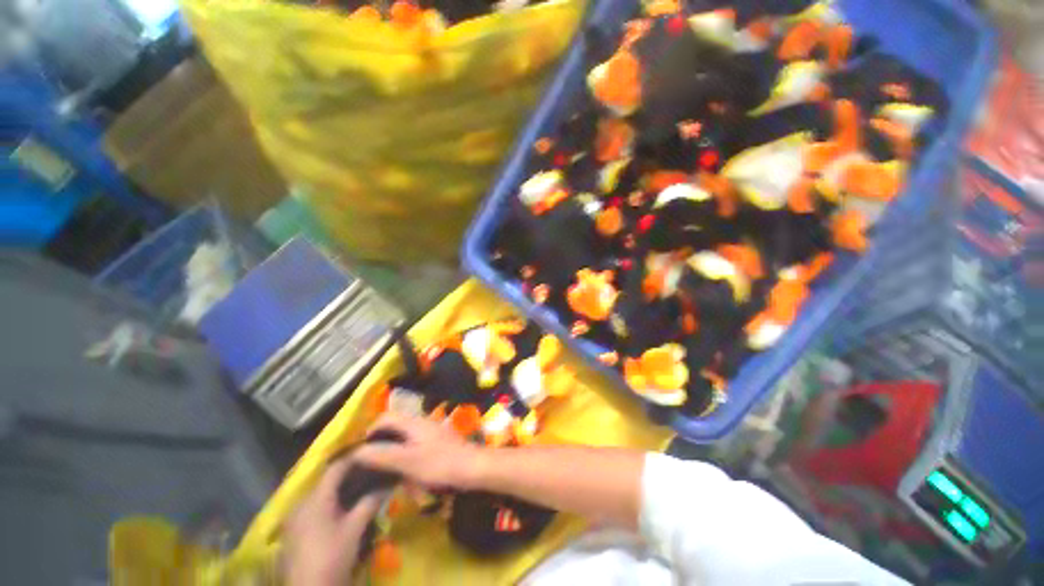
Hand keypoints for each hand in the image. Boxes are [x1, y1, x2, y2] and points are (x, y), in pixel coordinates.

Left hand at [283, 457, 383, 585]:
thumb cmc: (332, 555)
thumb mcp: (355, 528)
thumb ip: (370, 502)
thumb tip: (387, 483)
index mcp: (315, 498)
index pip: (336, 467)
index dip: (354, 458)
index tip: (372, 453)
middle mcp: (301, 502)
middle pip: (326, 480)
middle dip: (348, 474)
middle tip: (369, 471)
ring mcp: (294, 517)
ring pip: (319, 493)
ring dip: (338, 489)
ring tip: (359, 488)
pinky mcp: (293, 530)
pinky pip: (312, 506)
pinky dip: (328, 502)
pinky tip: (341, 508)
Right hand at [354, 413, 485, 490]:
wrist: (473, 467)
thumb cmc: (440, 464)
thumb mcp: (408, 462)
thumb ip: (383, 455)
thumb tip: (356, 451)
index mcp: (414, 422)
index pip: (386, 417)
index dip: (370, 431)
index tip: (361, 451)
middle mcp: (422, 422)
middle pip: (394, 426)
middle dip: (381, 442)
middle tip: (371, 464)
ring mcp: (431, 431)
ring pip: (404, 437)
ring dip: (394, 451)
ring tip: (386, 471)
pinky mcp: (438, 442)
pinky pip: (415, 445)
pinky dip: (406, 456)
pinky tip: (406, 473)